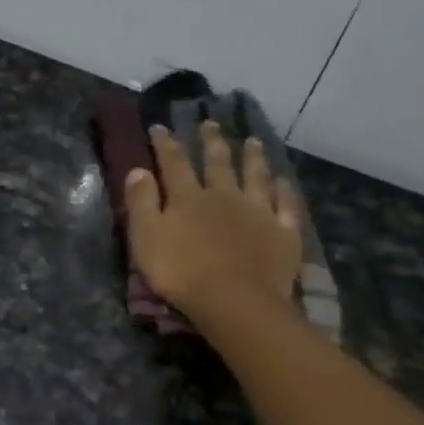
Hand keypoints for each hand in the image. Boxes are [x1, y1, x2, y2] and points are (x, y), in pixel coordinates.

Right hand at [126, 122, 303, 322]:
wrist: (235, 301)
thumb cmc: (181, 272)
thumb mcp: (146, 237)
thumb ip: (141, 203)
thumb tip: (138, 169)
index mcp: (188, 198)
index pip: (174, 163)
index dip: (165, 144)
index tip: (160, 126)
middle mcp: (224, 196)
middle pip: (217, 163)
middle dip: (211, 142)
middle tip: (211, 123)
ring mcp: (258, 212)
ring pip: (255, 176)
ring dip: (252, 157)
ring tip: (251, 141)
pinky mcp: (282, 232)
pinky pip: (285, 205)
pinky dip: (283, 191)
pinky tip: (282, 182)